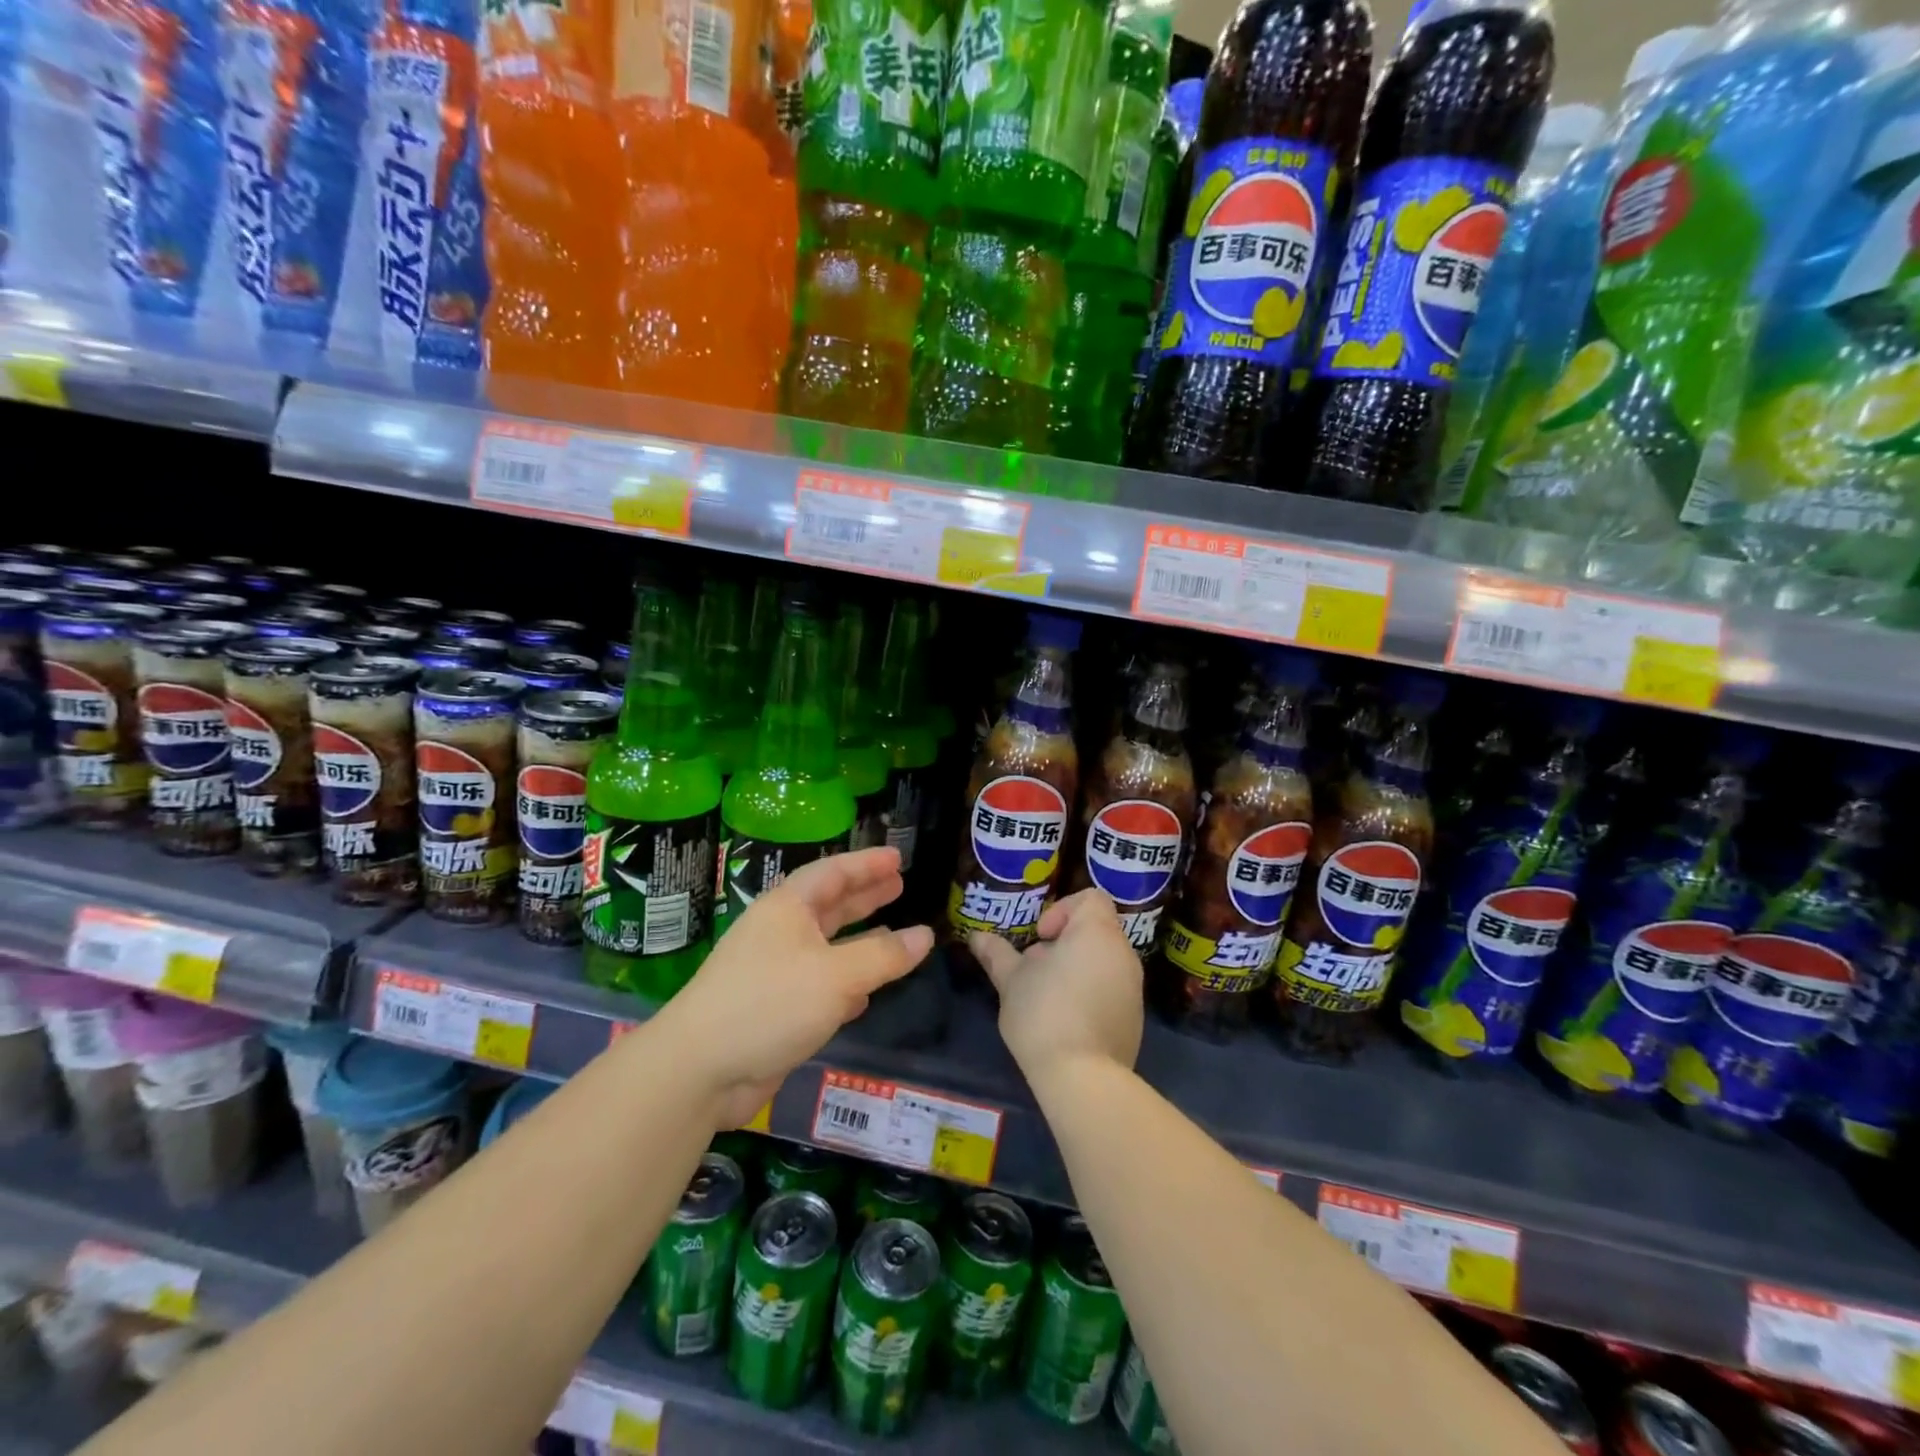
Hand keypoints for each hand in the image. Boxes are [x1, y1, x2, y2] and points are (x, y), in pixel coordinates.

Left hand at [655, 847, 932, 1127]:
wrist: (699, 1070)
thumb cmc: (769, 1004)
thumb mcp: (836, 976)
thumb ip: (883, 956)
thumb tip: (925, 936)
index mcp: (788, 909)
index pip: (833, 873)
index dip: (867, 863)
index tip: (899, 856)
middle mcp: (780, 933)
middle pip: (830, 904)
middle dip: (865, 894)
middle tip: (900, 884)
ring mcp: (775, 971)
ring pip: (826, 945)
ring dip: (859, 938)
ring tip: (893, 931)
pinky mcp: (774, 1009)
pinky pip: (819, 983)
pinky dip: (845, 981)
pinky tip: (866, 992)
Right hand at [968, 889, 1142, 1091]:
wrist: (1084, 1078)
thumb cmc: (1044, 1014)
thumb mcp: (1011, 981)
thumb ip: (996, 953)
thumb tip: (976, 937)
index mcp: (1097, 933)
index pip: (1090, 897)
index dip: (1062, 909)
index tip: (1040, 937)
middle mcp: (1123, 953)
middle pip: (1094, 930)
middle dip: (1063, 943)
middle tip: (1035, 969)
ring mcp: (1134, 987)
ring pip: (1102, 961)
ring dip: (1075, 968)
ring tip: (1047, 996)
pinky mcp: (1135, 1017)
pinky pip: (1112, 989)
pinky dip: (1091, 993)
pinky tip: (1067, 1021)